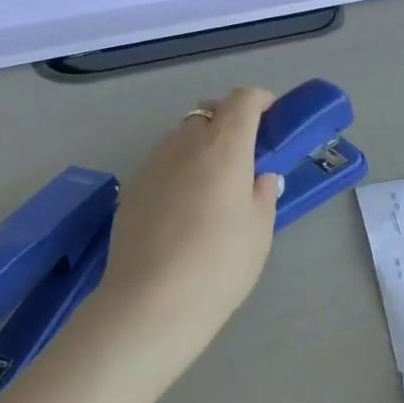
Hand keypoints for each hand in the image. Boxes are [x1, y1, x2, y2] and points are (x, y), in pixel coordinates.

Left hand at [95, 87, 282, 383]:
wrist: (151, 302)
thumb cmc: (219, 264)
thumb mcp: (259, 231)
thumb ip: (262, 194)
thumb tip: (260, 177)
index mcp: (224, 147)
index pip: (242, 101)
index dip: (260, 101)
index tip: (272, 118)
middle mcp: (185, 143)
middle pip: (208, 113)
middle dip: (229, 122)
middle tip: (245, 156)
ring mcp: (153, 163)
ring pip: (181, 137)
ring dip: (201, 145)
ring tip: (212, 186)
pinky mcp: (132, 187)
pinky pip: (162, 162)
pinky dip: (179, 169)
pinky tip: (183, 208)